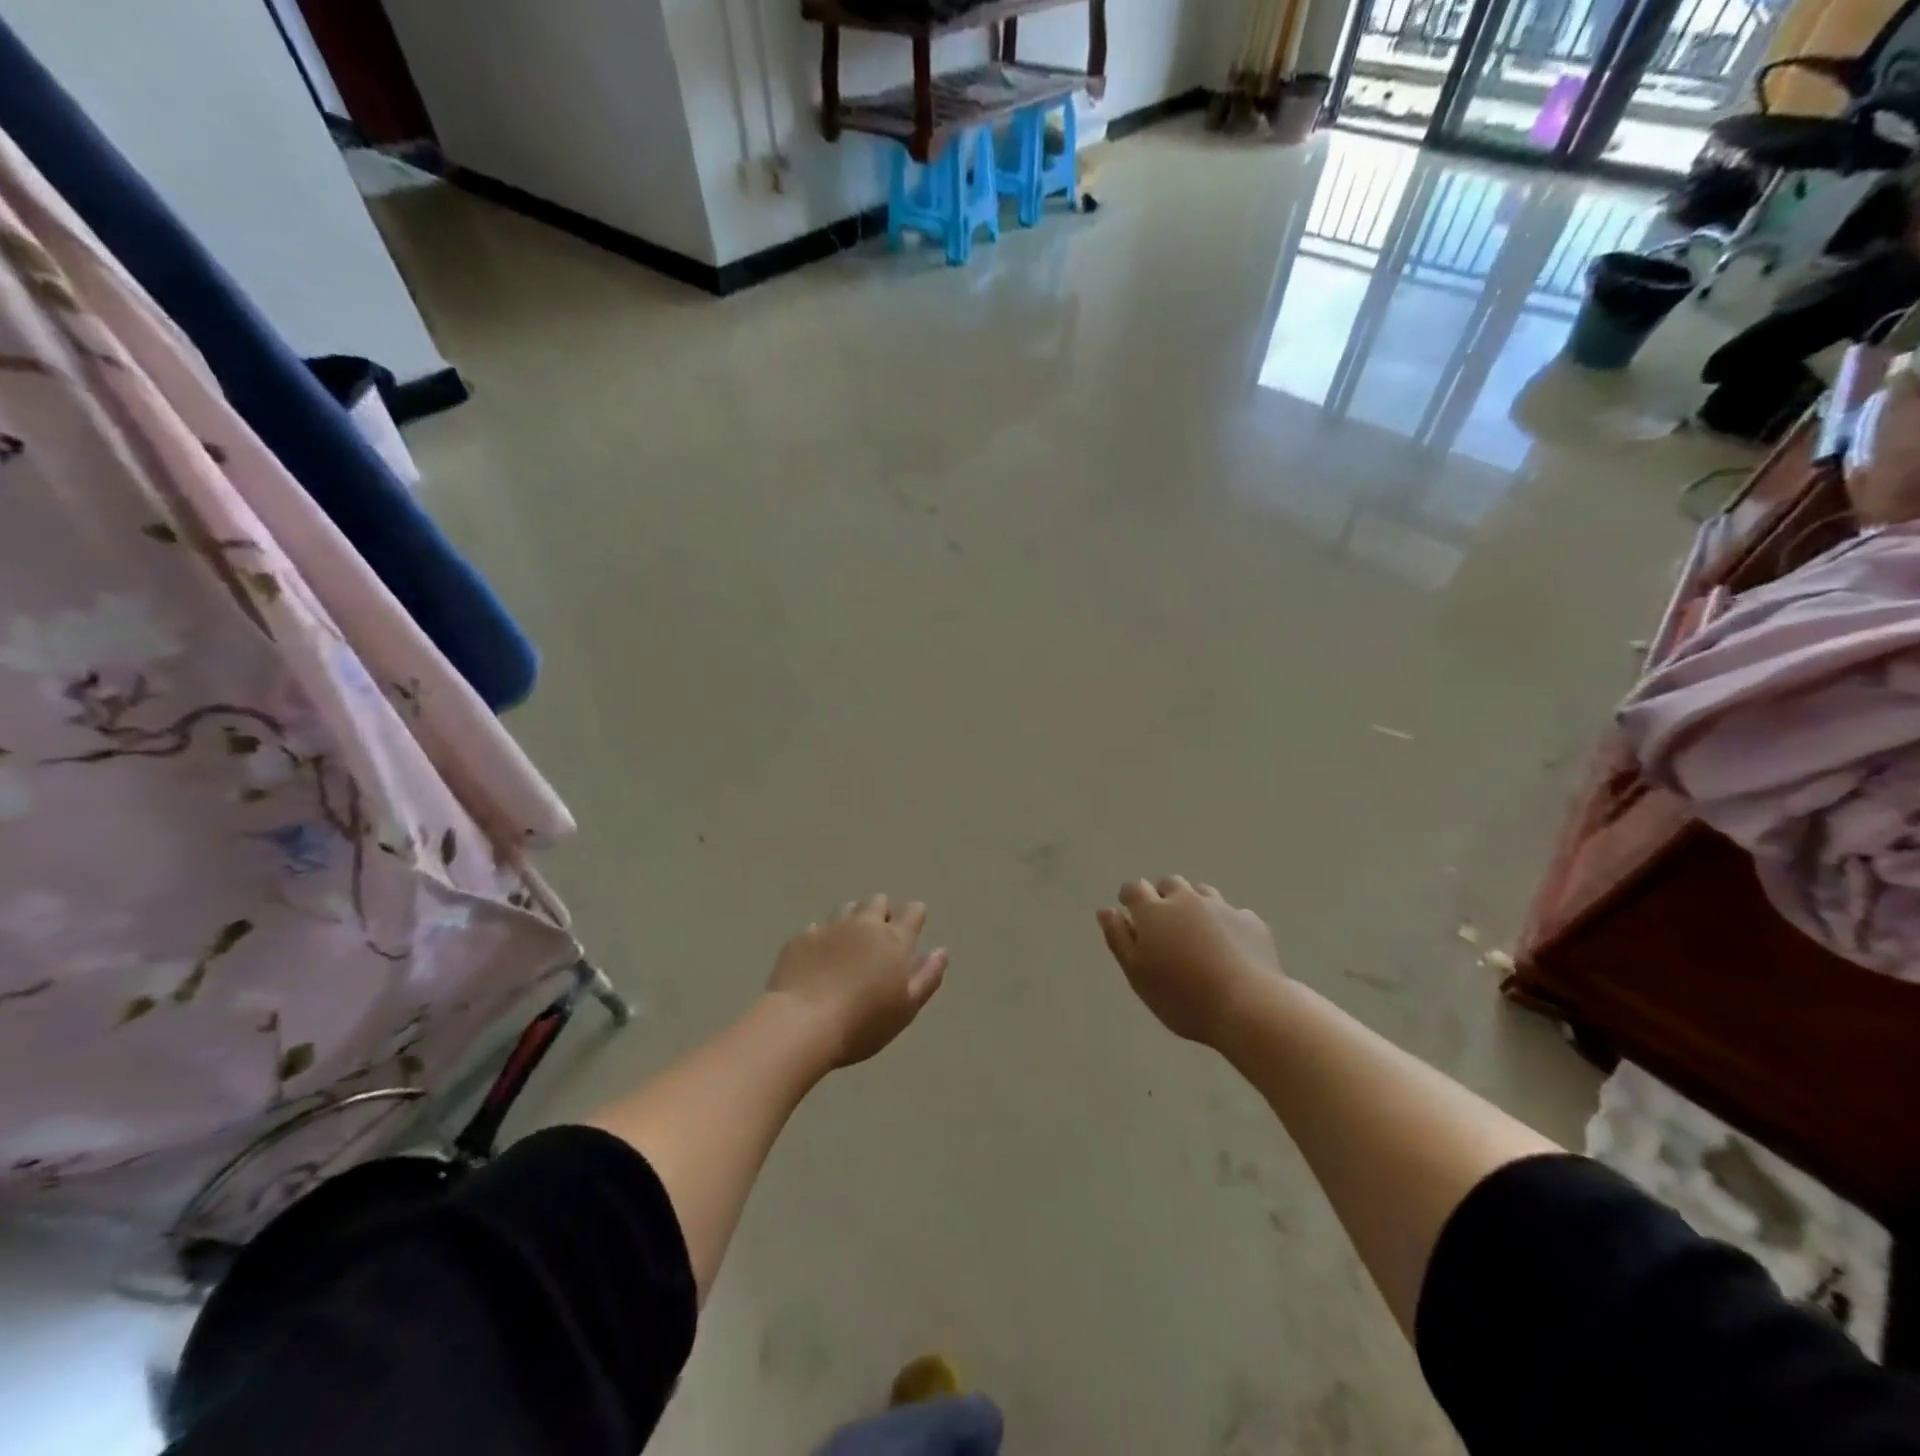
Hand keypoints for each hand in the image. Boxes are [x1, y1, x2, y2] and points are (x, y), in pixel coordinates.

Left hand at [767, 895, 947, 1068]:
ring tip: (849, 947)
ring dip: (853, 920)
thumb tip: (940, 951)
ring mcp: (830, 928)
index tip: (911, 931)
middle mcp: (864, 924)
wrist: (802, 1024)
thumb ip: (927, 977)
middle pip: (878, 902)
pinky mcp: (801, 938)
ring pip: (848, 909)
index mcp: (894, 939)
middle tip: (878, 941)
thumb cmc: (863, 1023)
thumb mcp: (906, 1009)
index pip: (913, 911)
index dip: (914, 917)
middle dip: (882, 913)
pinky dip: (824, 938)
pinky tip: (819, 960)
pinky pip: (818, 928)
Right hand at [1096, 877, 1282, 1046]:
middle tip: (1163, 925)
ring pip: (1202, 893)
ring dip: (1194, 905)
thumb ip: (1118, 939)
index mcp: (1154, 911)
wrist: (1249, 1007)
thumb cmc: (1182, 996)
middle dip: (1162, 897)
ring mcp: (1222, 907)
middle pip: (1169, 884)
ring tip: (1196, 934)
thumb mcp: (1138, 974)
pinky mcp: (1252, 922)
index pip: (1134, 889)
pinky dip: (1225, 923)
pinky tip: (1230, 948)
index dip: (1129, 898)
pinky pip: (1232, 914)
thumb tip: (1105, 910)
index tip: (1129, 912)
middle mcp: (1187, 899)